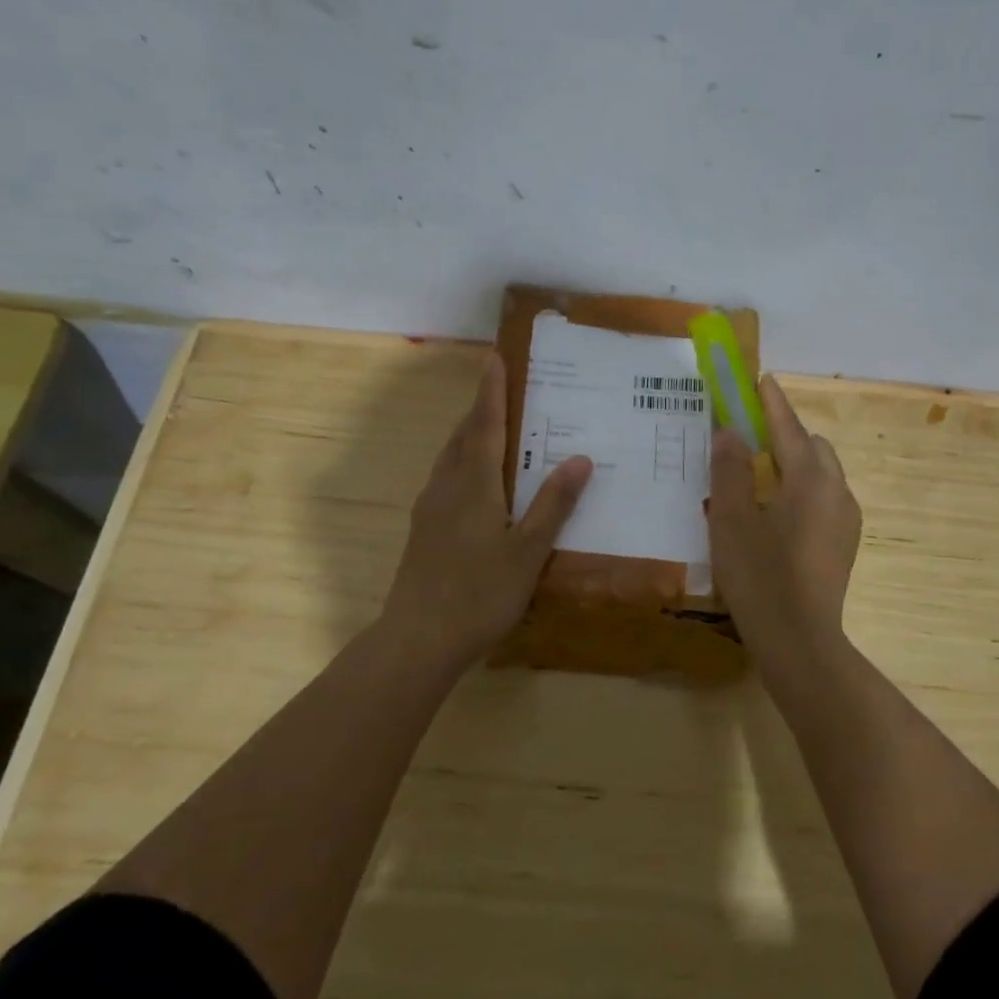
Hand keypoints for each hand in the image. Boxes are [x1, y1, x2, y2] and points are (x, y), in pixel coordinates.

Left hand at [378, 353, 591, 668]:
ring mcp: (429, 510)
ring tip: (492, 430)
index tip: (494, 358)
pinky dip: (462, 465)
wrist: (418, 640)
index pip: (485, 425)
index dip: (491, 391)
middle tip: (501, 390)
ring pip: (449, 459)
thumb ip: (553, 504)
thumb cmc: (479, 594)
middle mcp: (446, 488)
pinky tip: (475, 484)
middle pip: (463, 436)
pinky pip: (445, 480)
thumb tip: (580, 458)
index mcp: (474, 485)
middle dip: (480, 409)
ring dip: (469, 436)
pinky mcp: (422, 531)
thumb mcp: (528, 552)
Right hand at [707, 375, 861, 664]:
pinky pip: (823, 500)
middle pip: (811, 447)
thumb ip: (730, 470)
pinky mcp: (844, 544)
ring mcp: (846, 520)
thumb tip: (730, 433)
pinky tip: (775, 516)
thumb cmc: (760, 576)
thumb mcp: (731, 519)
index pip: (788, 426)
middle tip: (747, 440)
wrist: (801, 642)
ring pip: (821, 475)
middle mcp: (837, 491)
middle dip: (784, 435)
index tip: (759, 378)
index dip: (771, 401)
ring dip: (793, 465)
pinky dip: (801, 492)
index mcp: (810, 479)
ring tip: (757, 480)